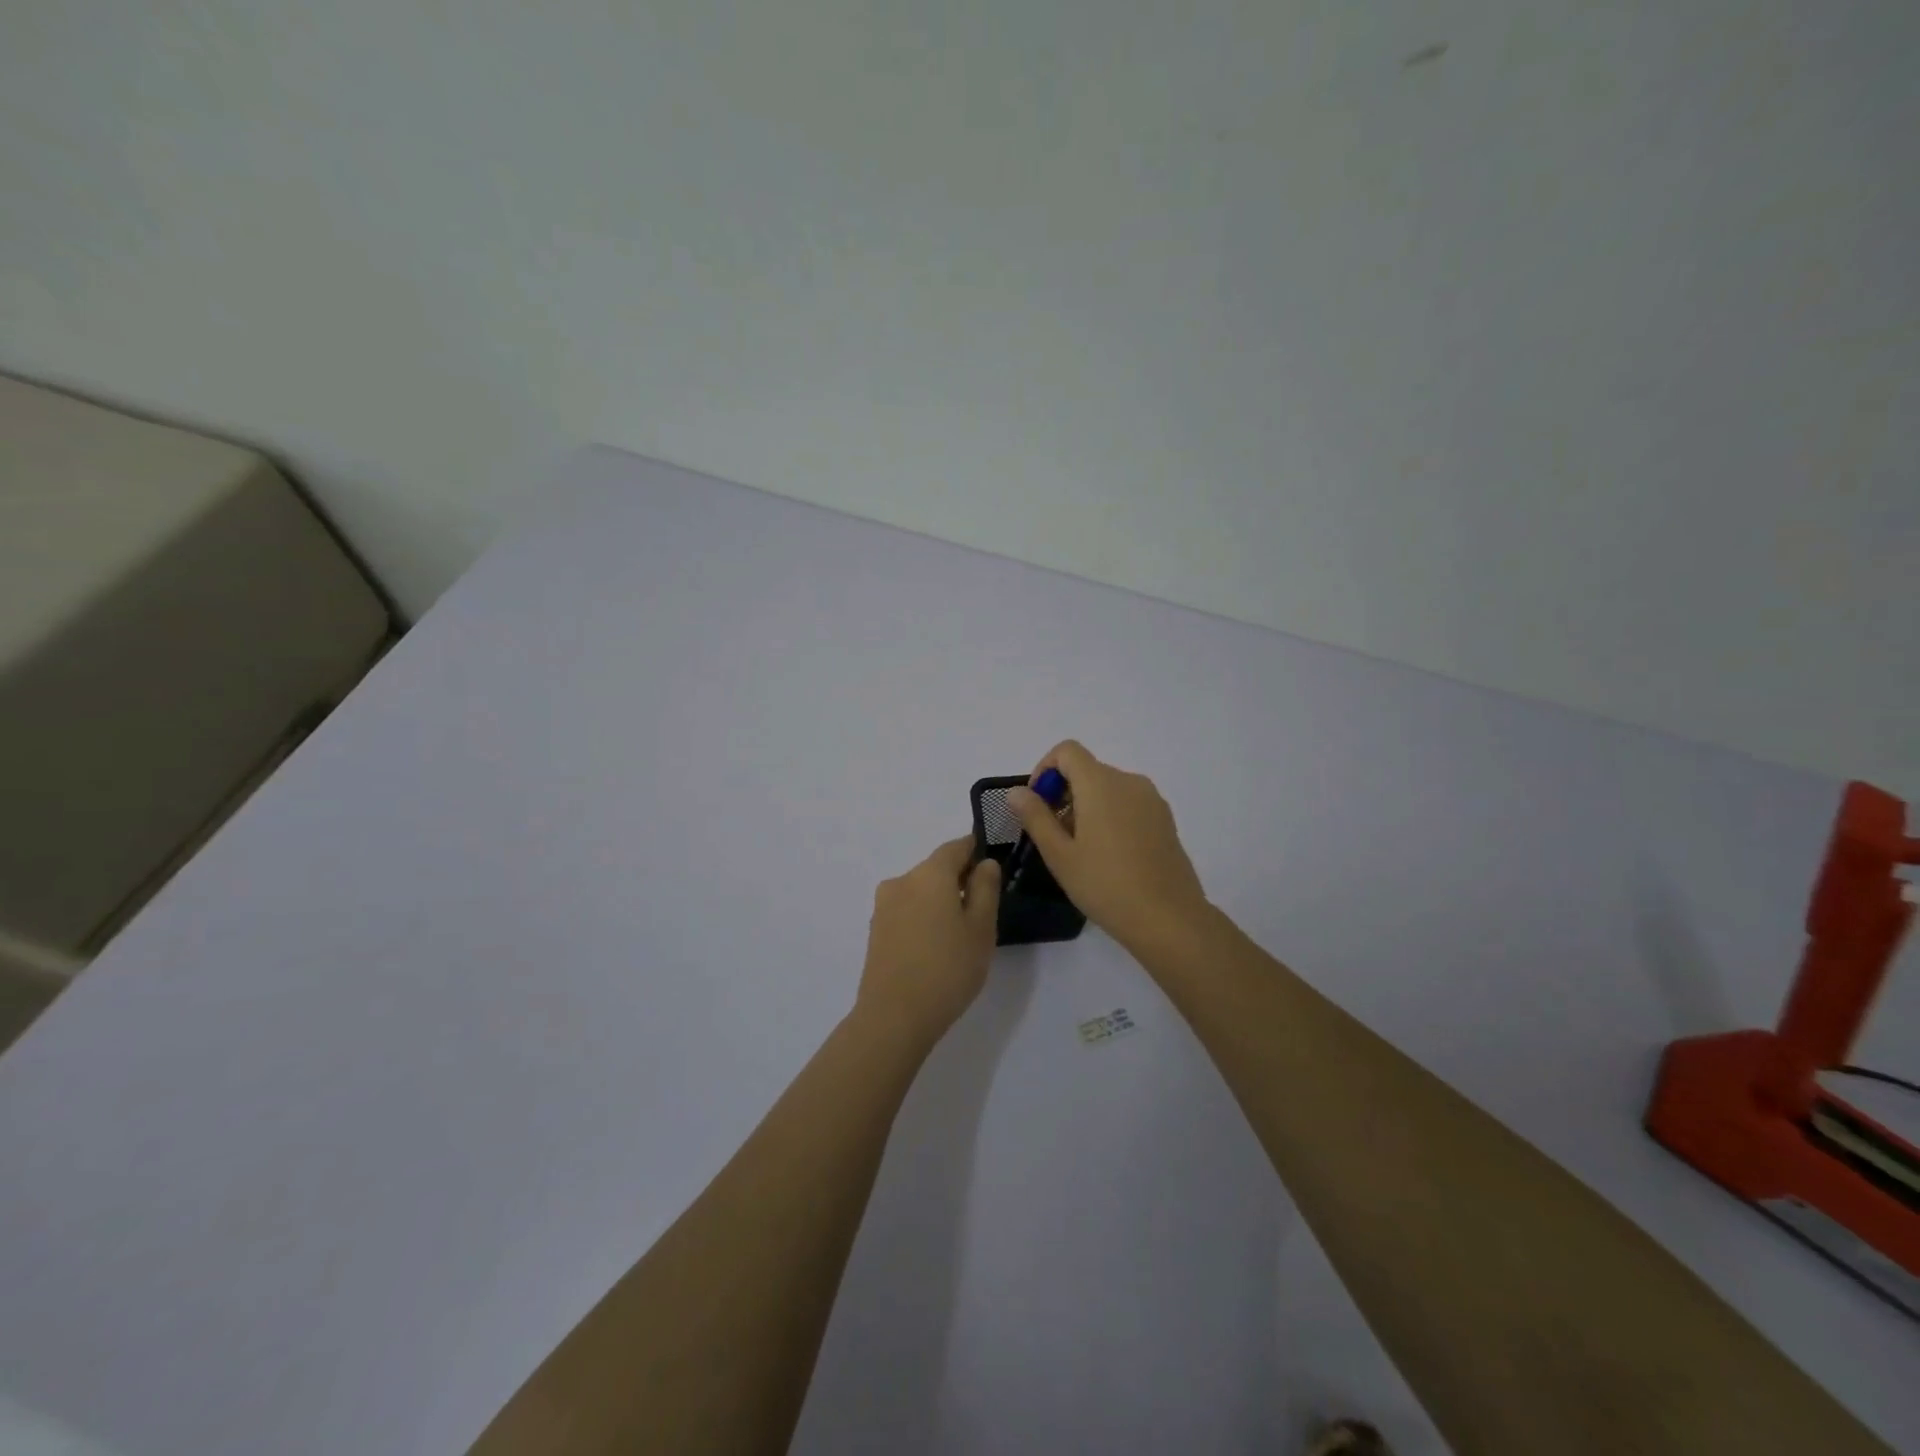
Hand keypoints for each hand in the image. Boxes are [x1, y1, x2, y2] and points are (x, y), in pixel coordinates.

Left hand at [856, 837, 1002, 1045]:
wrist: (894, 1016)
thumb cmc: (948, 968)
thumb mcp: (981, 928)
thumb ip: (986, 889)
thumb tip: (985, 863)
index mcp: (930, 873)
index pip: (956, 847)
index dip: (975, 850)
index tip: (992, 864)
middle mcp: (902, 880)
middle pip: (936, 869)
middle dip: (959, 880)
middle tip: (983, 907)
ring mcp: (884, 905)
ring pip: (920, 891)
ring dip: (940, 900)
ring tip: (960, 932)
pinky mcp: (875, 929)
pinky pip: (907, 910)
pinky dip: (923, 917)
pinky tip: (936, 945)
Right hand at [1008, 741, 1210, 956]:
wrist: (1169, 918)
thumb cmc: (1105, 885)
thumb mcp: (1059, 854)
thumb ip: (1035, 817)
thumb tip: (1017, 791)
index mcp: (1101, 784)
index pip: (1067, 751)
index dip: (1045, 769)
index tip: (1037, 805)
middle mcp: (1129, 781)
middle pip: (1088, 770)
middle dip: (1064, 793)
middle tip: (1053, 836)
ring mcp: (1152, 800)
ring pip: (1108, 788)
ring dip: (1086, 806)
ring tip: (1081, 850)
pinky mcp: (1165, 819)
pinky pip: (1128, 803)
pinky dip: (1110, 815)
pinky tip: (1109, 856)